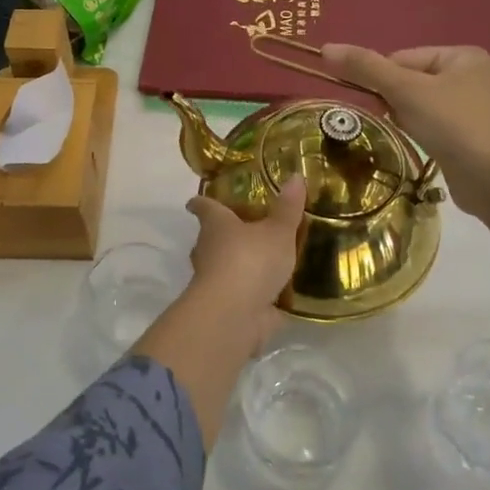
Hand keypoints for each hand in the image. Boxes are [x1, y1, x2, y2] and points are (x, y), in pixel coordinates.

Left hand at [134, 176, 309, 447]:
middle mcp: (207, 250)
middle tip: (237, 230)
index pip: (205, 207)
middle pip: (207, 238)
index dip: (201, 202)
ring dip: (233, 266)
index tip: (194, 201)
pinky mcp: (224, 308)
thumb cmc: (251, 260)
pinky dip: (249, 294)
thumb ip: (288, 208)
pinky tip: (268, 295)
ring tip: (257, 262)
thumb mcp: (278, 231)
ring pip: (218, 268)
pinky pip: (237, 295)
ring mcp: (212, 281)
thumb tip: (295, 176)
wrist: (234, 314)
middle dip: (219, 236)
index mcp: (216, 225)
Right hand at [318, 44, 489, 219]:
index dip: (383, 79)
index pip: (402, 57)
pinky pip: (433, 126)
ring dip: (406, 119)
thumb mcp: (405, 91)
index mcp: (462, 55)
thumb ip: (366, 67)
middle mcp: (471, 76)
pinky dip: (422, 134)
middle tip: (396, 120)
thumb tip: (325, 48)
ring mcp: (473, 108)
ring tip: (414, 135)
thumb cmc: (453, 125)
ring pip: (419, 105)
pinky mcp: (470, 137)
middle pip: (409, 81)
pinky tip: (425, 146)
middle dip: (395, 101)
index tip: (378, 103)